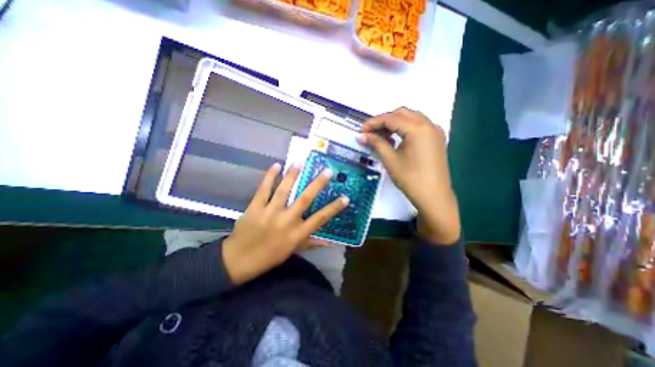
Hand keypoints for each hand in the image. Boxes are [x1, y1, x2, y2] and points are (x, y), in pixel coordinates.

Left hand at [221, 162, 347, 284]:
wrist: (239, 260)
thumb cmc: (270, 256)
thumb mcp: (293, 251)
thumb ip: (312, 243)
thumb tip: (330, 242)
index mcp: (297, 233)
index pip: (320, 218)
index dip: (334, 208)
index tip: (345, 197)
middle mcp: (287, 220)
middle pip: (305, 199)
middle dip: (317, 184)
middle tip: (327, 171)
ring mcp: (270, 212)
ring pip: (284, 190)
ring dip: (293, 175)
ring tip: (300, 162)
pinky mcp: (255, 207)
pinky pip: (264, 189)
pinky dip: (270, 177)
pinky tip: (276, 165)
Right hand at [358, 108, 459, 244]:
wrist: (433, 196)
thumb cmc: (410, 178)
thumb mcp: (390, 159)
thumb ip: (376, 143)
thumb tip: (361, 136)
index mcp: (418, 129)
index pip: (391, 118)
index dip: (373, 122)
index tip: (361, 131)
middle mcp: (429, 125)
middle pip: (402, 113)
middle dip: (384, 121)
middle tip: (371, 133)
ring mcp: (435, 131)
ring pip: (411, 118)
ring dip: (395, 124)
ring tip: (382, 137)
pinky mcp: (436, 139)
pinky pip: (418, 126)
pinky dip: (405, 129)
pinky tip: (396, 140)